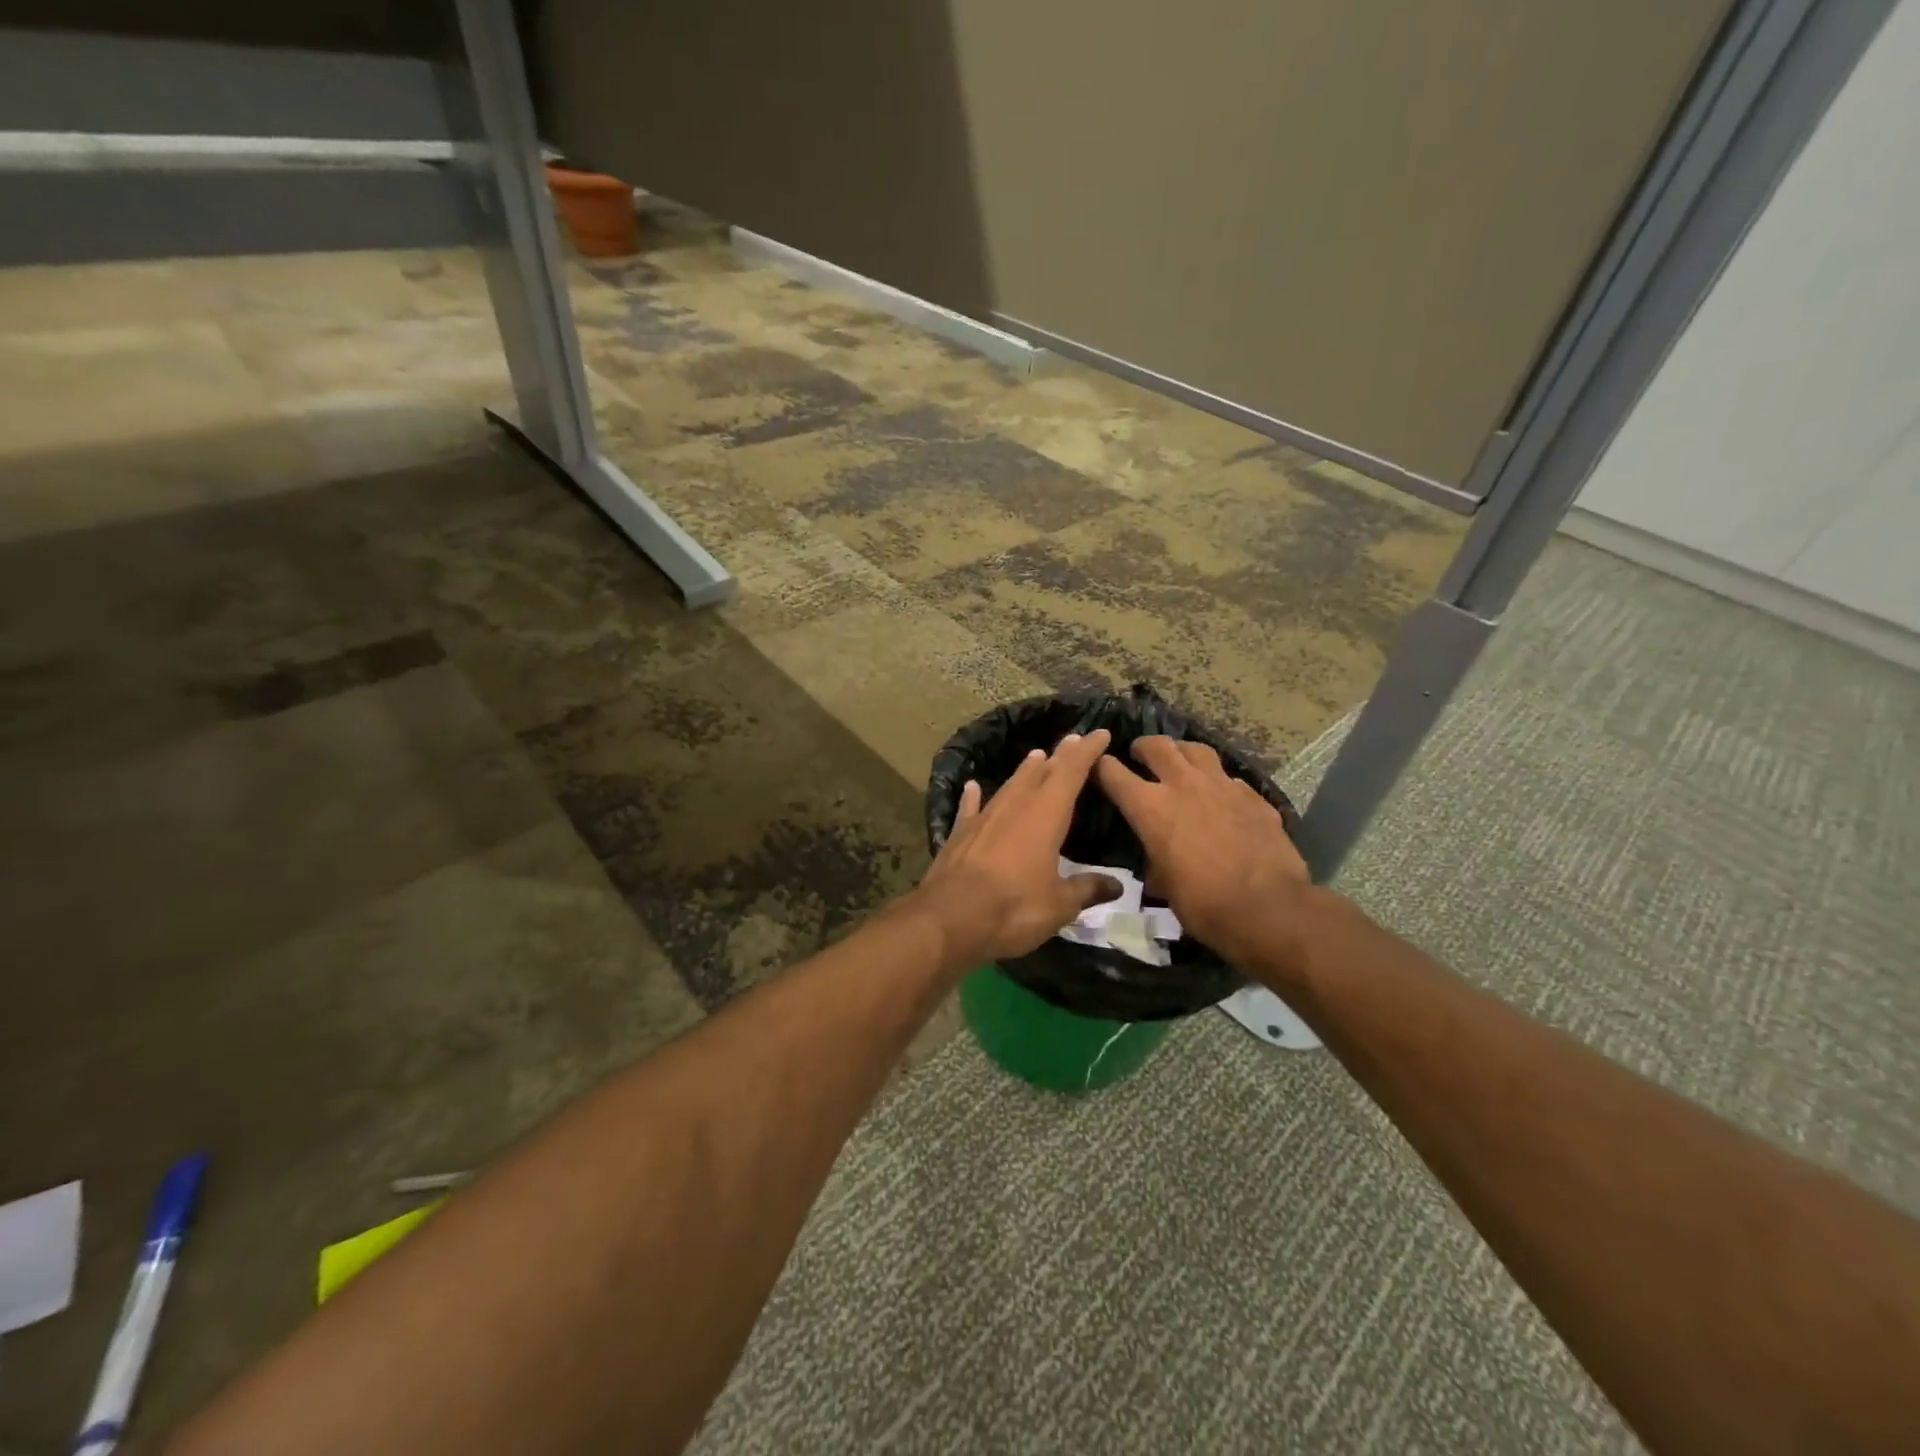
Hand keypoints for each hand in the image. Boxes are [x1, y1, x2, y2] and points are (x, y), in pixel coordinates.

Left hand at [908, 729, 1122, 970]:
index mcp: (1045, 816)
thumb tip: (1116, 884)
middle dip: (1060, 756)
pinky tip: (973, 786)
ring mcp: (984, 818)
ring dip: (1024, 771)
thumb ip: (1086, 889)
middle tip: (1072, 739)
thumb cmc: (1013, 909)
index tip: (1099, 733)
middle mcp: (1015, 807)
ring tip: (1036, 755)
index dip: (1087, 752)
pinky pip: (970, 808)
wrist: (949, 918)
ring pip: (1010, 786)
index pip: (1071, 774)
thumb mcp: (1059, 906)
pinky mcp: (960, 834)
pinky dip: (974, 796)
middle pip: (1041, 773)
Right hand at [1096, 736, 1309, 965]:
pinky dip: (1218, 782)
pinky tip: (1220, 795)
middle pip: (1157, 745)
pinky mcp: (1253, 796)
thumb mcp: (1164, 885)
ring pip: (1196, 750)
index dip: (1101, 767)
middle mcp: (1183, 785)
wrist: (1269, 909)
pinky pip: (1229, 778)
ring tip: (1178, 760)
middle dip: (1143, 747)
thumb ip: (1155, 859)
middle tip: (1139, 753)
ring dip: (1181, 752)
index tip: (1097, 767)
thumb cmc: (1204, 904)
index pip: (1113, 772)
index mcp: (1151, 807)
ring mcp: (1222, 786)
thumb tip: (1159, 860)